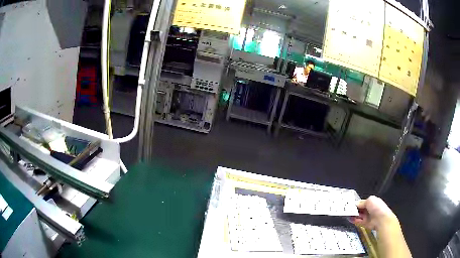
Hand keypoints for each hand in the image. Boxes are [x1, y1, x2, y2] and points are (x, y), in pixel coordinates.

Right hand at [350, 196, 398, 230]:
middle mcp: (369, 209)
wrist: (381, 219)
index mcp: (372, 202)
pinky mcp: (365, 223)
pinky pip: (358, 221)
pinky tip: (349, 218)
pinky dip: (354, 220)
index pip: (362, 202)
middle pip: (360, 209)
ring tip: (347, 214)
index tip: (349, 204)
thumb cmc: (377, 207)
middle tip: (347, 209)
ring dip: (353, 214)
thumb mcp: (370, 200)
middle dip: (354, 209)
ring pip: (358, 215)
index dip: (356, 203)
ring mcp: (367, 216)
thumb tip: (356, 204)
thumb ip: (362, 202)